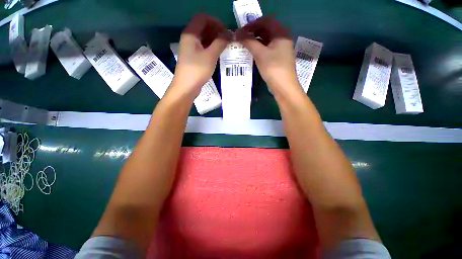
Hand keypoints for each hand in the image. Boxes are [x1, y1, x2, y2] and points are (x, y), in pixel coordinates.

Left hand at [170, 14, 231, 100]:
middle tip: (227, 40)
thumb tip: (230, 33)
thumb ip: (220, 43)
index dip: (215, 22)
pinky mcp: (193, 58)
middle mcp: (189, 39)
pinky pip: (203, 48)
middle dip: (216, 31)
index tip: (226, 32)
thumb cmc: (197, 70)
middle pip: (203, 27)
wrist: (186, 87)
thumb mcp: (210, 56)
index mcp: (190, 34)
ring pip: (204, 39)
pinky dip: (211, 48)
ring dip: (214, 40)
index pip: (203, 18)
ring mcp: (191, 49)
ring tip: (225, 48)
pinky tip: (218, 54)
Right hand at [236, 17, 301, 96]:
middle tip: (242, 38)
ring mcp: (281, 49)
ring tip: (245, 45)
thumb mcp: (260, 54)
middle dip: (253, 32)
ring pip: (267, 40)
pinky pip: (268, 49)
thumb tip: (238, 34)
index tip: (241, 31)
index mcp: (281, 33)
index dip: (252, 24)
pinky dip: (259, 49)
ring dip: (256, 41)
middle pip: (267, 30)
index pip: (266, 21)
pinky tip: (252, 53)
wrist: (284, 87)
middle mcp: (283, 39)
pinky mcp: (279, 58)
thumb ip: (249, 42)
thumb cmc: (273, 68)